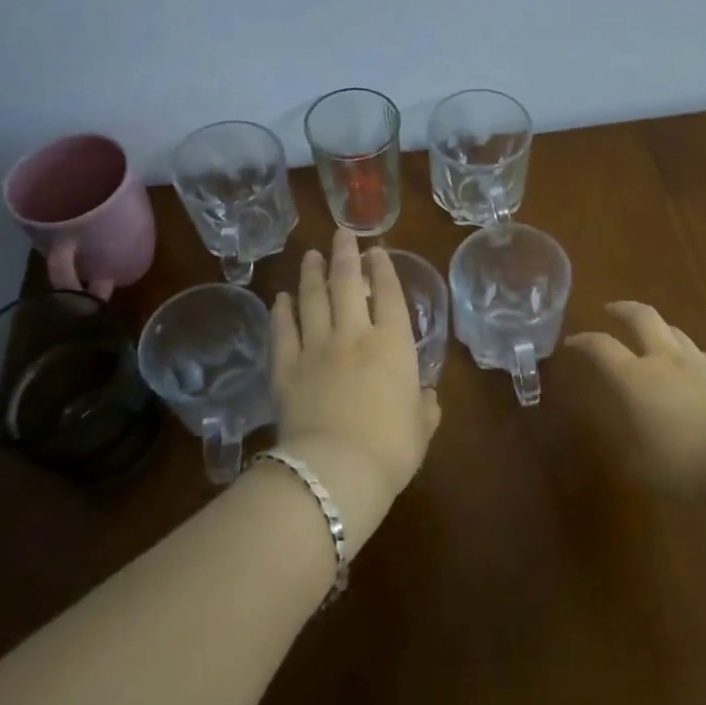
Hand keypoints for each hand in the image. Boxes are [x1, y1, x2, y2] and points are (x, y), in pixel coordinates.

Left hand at [269, 229, 440, 552]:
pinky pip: (282, 332)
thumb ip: (424, 408)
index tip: (377, 250)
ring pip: (312, 300)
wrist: (335, 471)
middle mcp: (353, 336)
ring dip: (312, 274)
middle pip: (347, 284)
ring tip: (311, 256)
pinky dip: (281, 312)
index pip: (389, 295)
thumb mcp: (421, 429)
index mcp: (393, 345)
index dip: (384, 270)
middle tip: (340, 233)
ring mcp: (315, 349)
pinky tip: (280, 298)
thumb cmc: (390, 449)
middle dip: (345, 255)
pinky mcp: (285, 369)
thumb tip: (425, 397)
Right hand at [564, 301, 705, 500]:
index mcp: (635, 379)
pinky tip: (696, 371)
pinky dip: (692, 358)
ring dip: (660, 330)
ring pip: (676, 332)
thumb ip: (633, 447)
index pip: (602, 348)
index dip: (584, 341)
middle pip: (642, 318)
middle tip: (611, 309)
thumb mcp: (643, 466)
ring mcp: (701, 364)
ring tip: (654, 338)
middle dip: (623, 309)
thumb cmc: (684, 464)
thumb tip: (634, 440)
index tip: (572, 341)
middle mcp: (666, 361)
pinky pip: (704, 357)